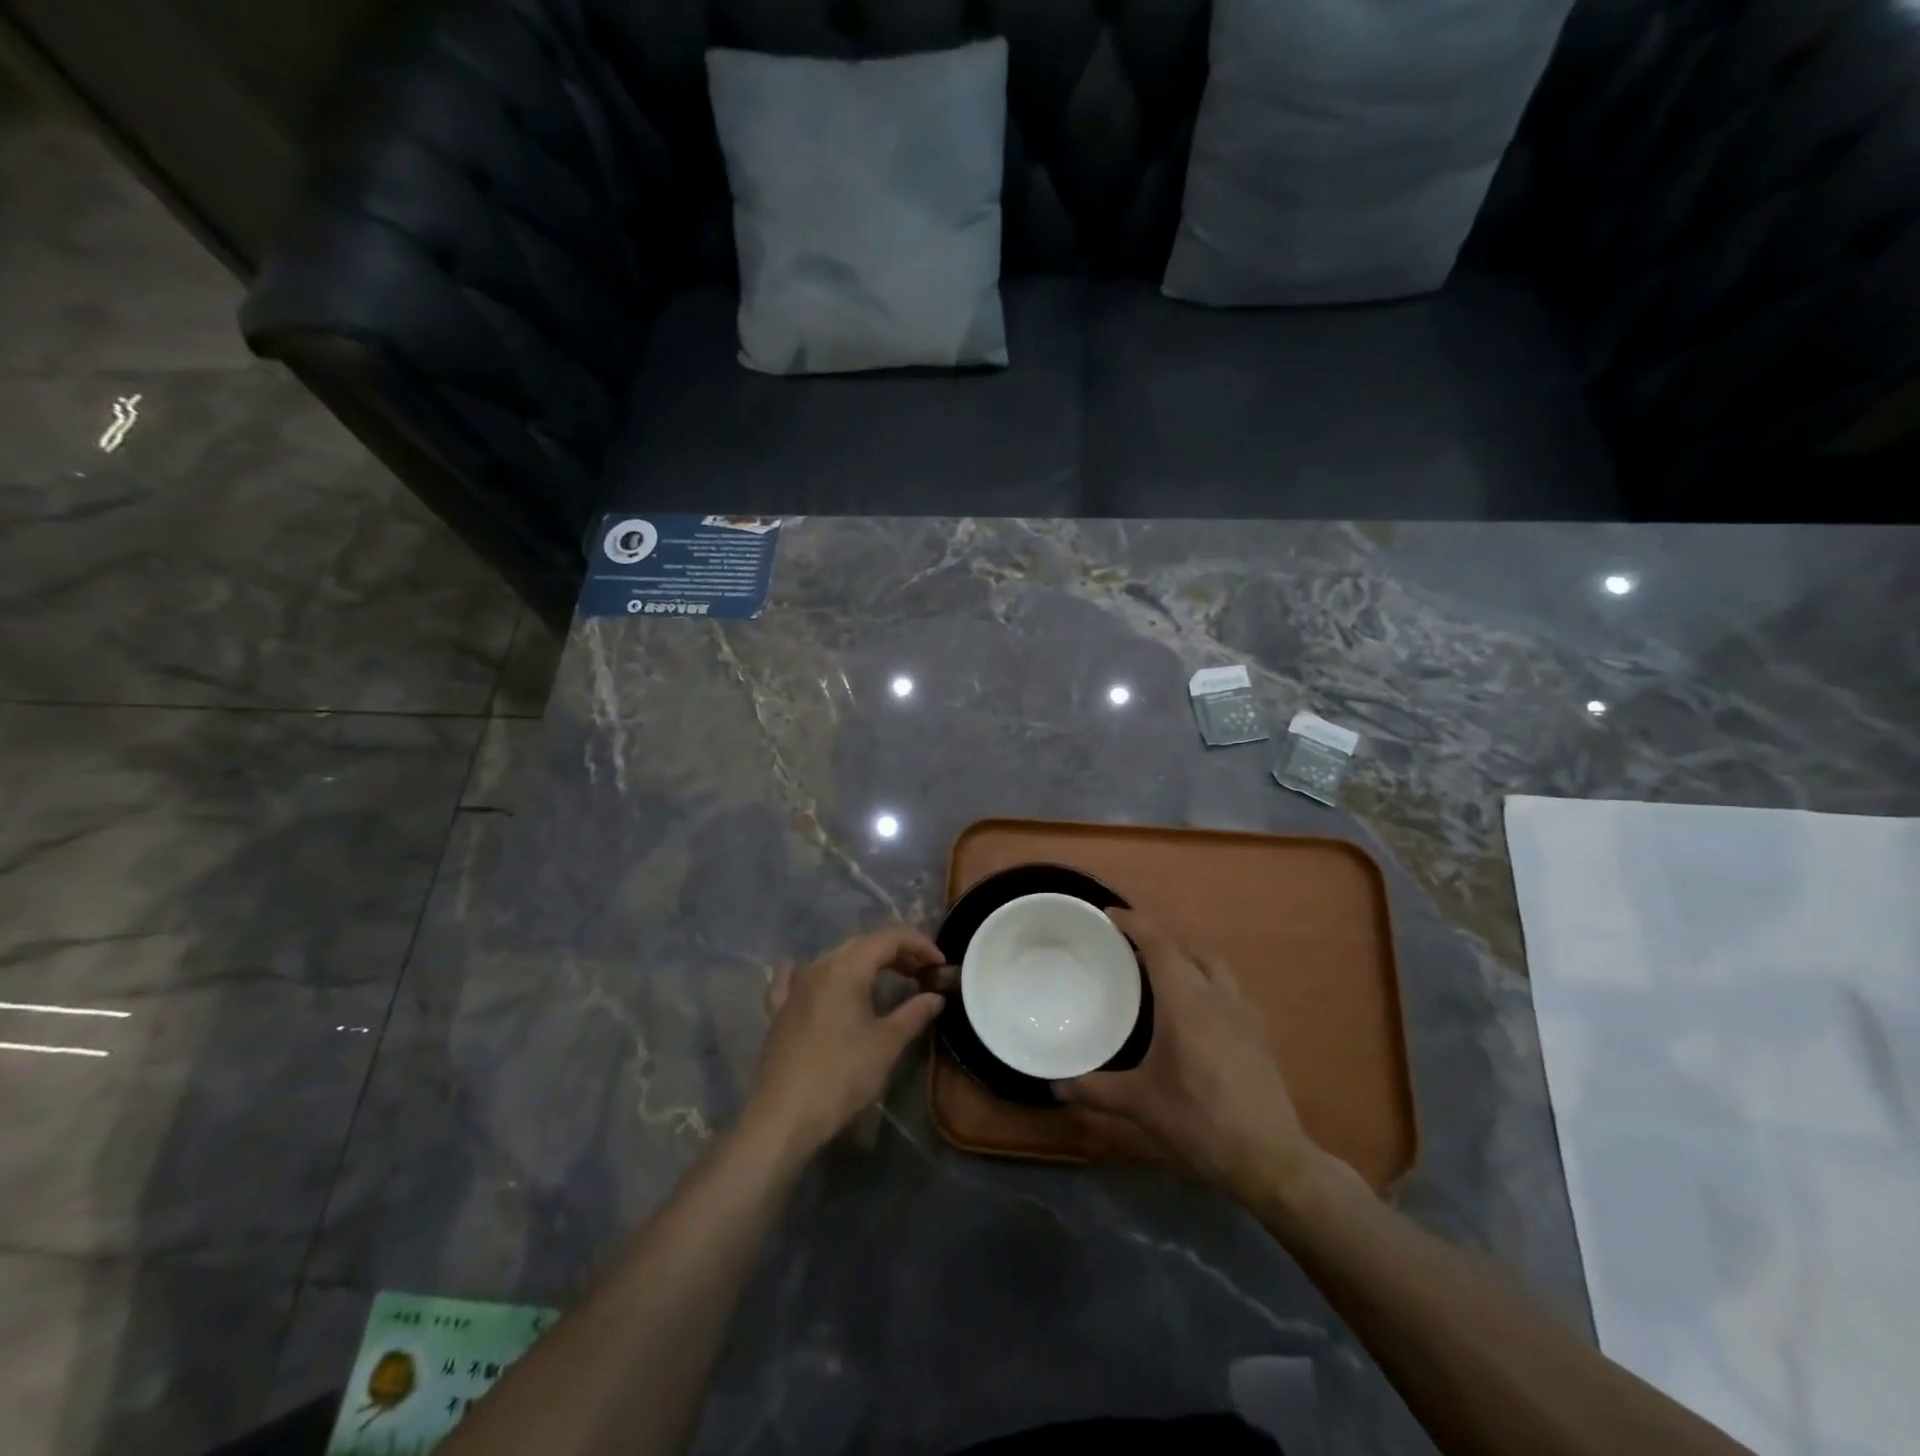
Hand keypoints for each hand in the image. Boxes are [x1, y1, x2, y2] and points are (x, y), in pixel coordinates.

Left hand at [745, 927, 948, 1158]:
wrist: (783, 1117)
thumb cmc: (841, 1077)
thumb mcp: (886, 1045)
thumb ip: (913, 1013)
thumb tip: (935, 996)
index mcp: (847, 968)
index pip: (889, 938)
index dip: (919, 944)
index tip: (940, 964)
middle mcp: (819, 966)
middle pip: (862, 944)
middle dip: (896, 952)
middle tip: (921, 973)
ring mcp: (794, 987)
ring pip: (834, 958)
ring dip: (864, 962)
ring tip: (887, 979)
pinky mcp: (779, 1010)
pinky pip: (795, 978)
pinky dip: (812, 972)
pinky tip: (806, 972)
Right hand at [1054, 908, 1323, 1205]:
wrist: (1270, 1159)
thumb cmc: (1200, 1122)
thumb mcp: (1141, 1105)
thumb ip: (1096, 1089)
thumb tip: (1055, 1084)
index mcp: (1186, 1002)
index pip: (1160, 944)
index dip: (1134, 923)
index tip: (1109, 915)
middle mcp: (1217, 996)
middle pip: (1189, 946)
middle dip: (1159, 935)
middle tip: (1129, 943)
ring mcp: (1244, 1012)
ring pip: (1213, 963)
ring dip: (1186, 954)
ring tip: (1160, 968)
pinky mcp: (1258, 1032)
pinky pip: (1228, 985)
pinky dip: (1205, 977)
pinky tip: (1195, 1006)